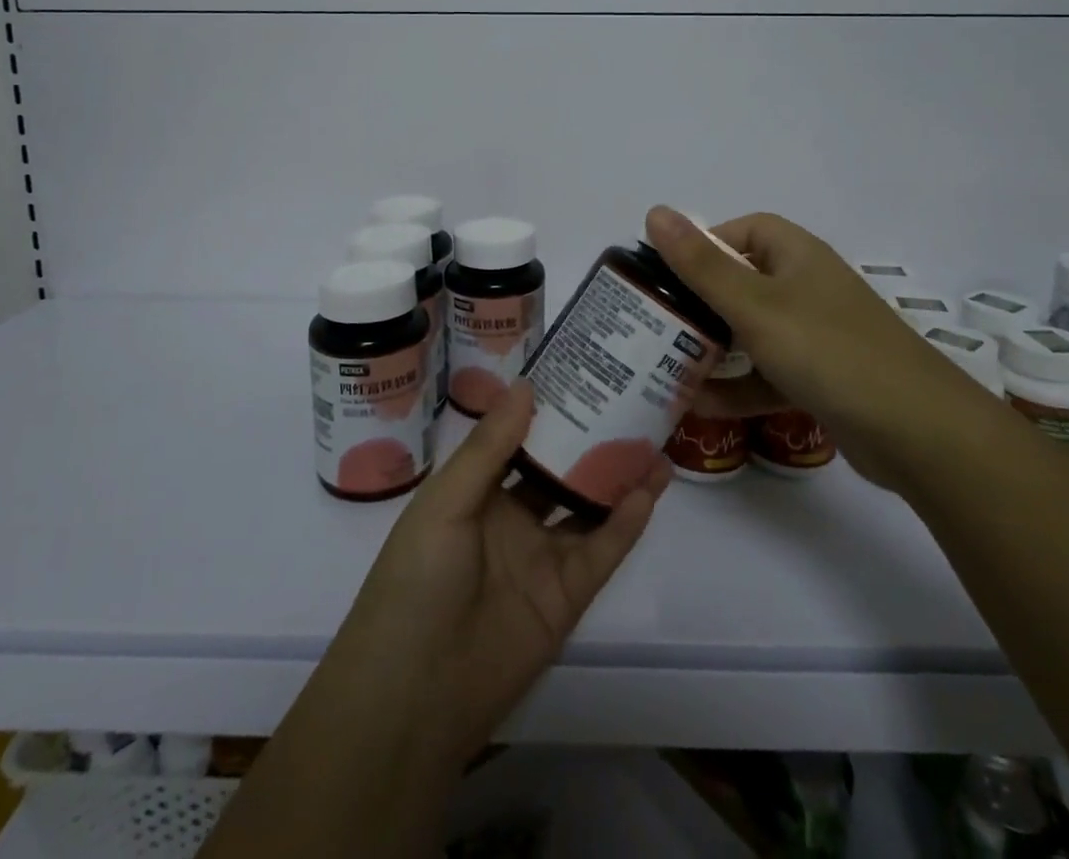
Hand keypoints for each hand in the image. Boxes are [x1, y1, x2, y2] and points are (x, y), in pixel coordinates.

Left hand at [325, 380, 668, 766]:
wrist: (414, 695)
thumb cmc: (417, 579)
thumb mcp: (446, 502)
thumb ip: (489, 447)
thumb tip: (527, 385)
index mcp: (476, 491)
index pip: (518, 440)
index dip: (547, 410)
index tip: (580, 374)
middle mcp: (512, 519)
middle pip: (559, 470)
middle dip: (590, 439)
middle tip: (629, 402)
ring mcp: (541, 558)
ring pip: (588, 507)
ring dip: (618, 478)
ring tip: (654, 441)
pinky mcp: (566, 597)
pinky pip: (601, 552)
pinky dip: (625, 524)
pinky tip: (648, 491)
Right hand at [643, 205, 989, 485]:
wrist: (919, 433)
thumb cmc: (828, 351)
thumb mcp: (754, 305)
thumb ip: (700, 264)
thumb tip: (655, 212)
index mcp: (797, 256)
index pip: (745, 230)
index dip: (705, 244)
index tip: (668, 272)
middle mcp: (807, 289)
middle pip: (743, 283)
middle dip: (699, 302)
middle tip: (655, 322)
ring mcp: (816, 336)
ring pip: (752, 333)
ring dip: (713, 348)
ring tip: (663, 364)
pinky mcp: (821, 380)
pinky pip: (768, 374)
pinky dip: (737, 387)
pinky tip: (698, 404)